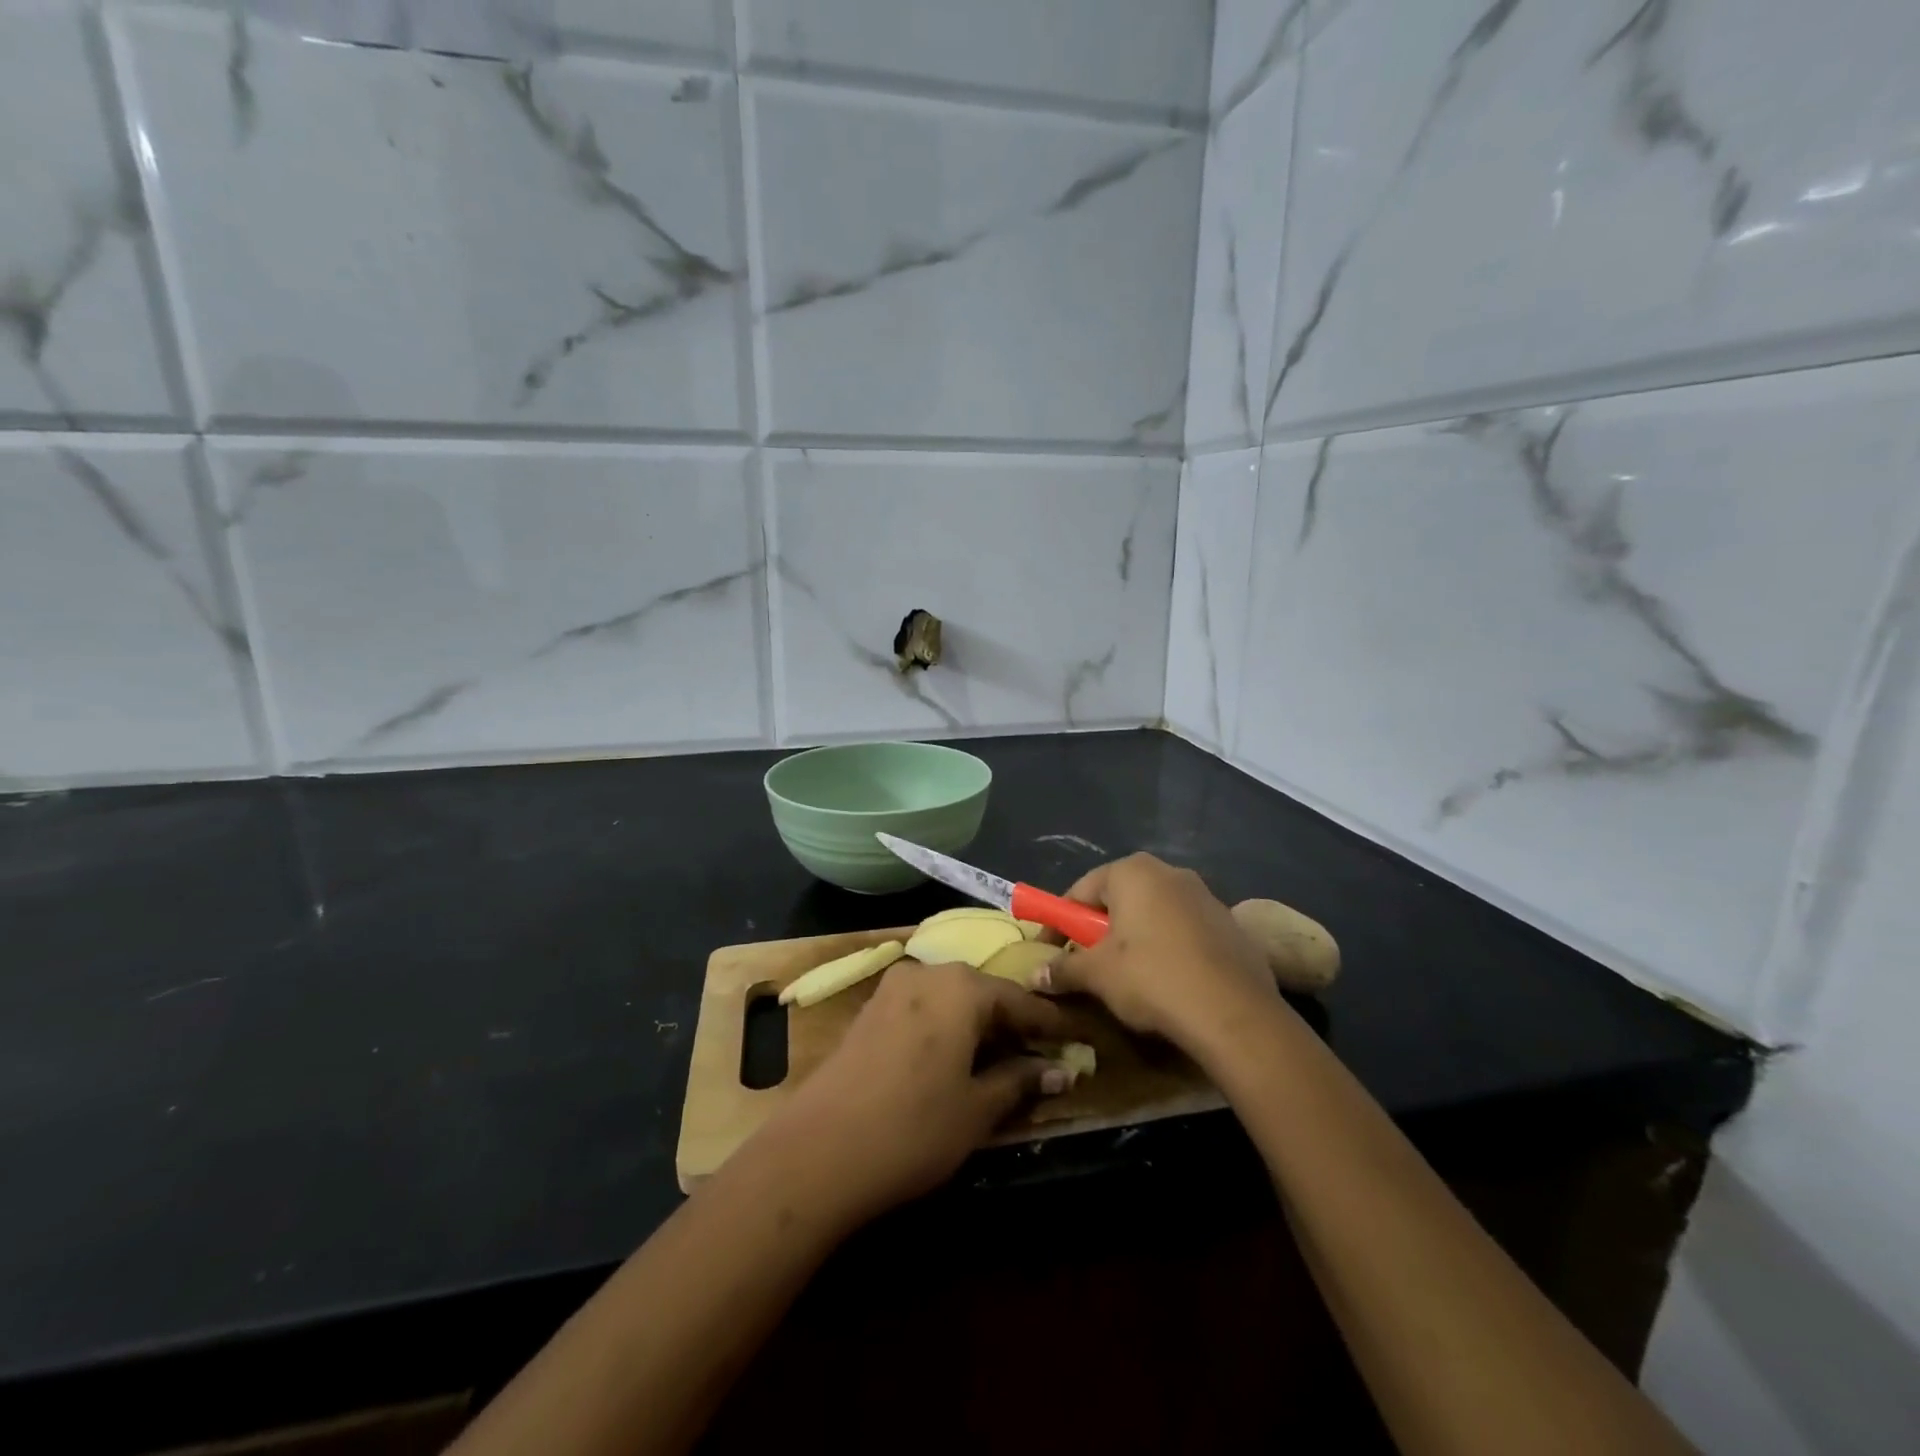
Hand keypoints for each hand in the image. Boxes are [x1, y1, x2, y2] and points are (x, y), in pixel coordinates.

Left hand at [744, 962, 1070, 1228]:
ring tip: (1000, 1057)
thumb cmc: (913, 1128)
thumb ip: (1020, 1080)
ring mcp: (893, 988)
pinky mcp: (870, 1009)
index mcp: (961, 987)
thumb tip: (1060, 1070)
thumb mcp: (977, 1109)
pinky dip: (946, 1026)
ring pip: (951, 998)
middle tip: (1039, 1052)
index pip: (1019, 999)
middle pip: (983, 993)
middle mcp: (928, 972)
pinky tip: (954, 1056)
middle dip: (1011, 1022)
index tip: (1076, 1040)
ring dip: (977, 1024)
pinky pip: (924, 1007)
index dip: (1049, 1024)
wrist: (818, 1150)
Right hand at [1035, 853, 1280, 1054]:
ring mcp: (1206, 896)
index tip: (1049, 951)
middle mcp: (1170, 872)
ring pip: (1154, 914)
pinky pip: (1185, 931)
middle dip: (1099, 929)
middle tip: (1087, 963)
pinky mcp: (1231, 925)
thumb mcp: (1097, 975)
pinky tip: (1168, 982)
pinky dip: (1169, 948)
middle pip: (1119, 899)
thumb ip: (1063, 968)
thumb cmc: (1152, 978)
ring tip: (1128, 977)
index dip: (1059, 922)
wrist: (1234, 1013)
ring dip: (1135, 938)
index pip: (1081, 890)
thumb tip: (1034, 975)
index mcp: (1133, 872)